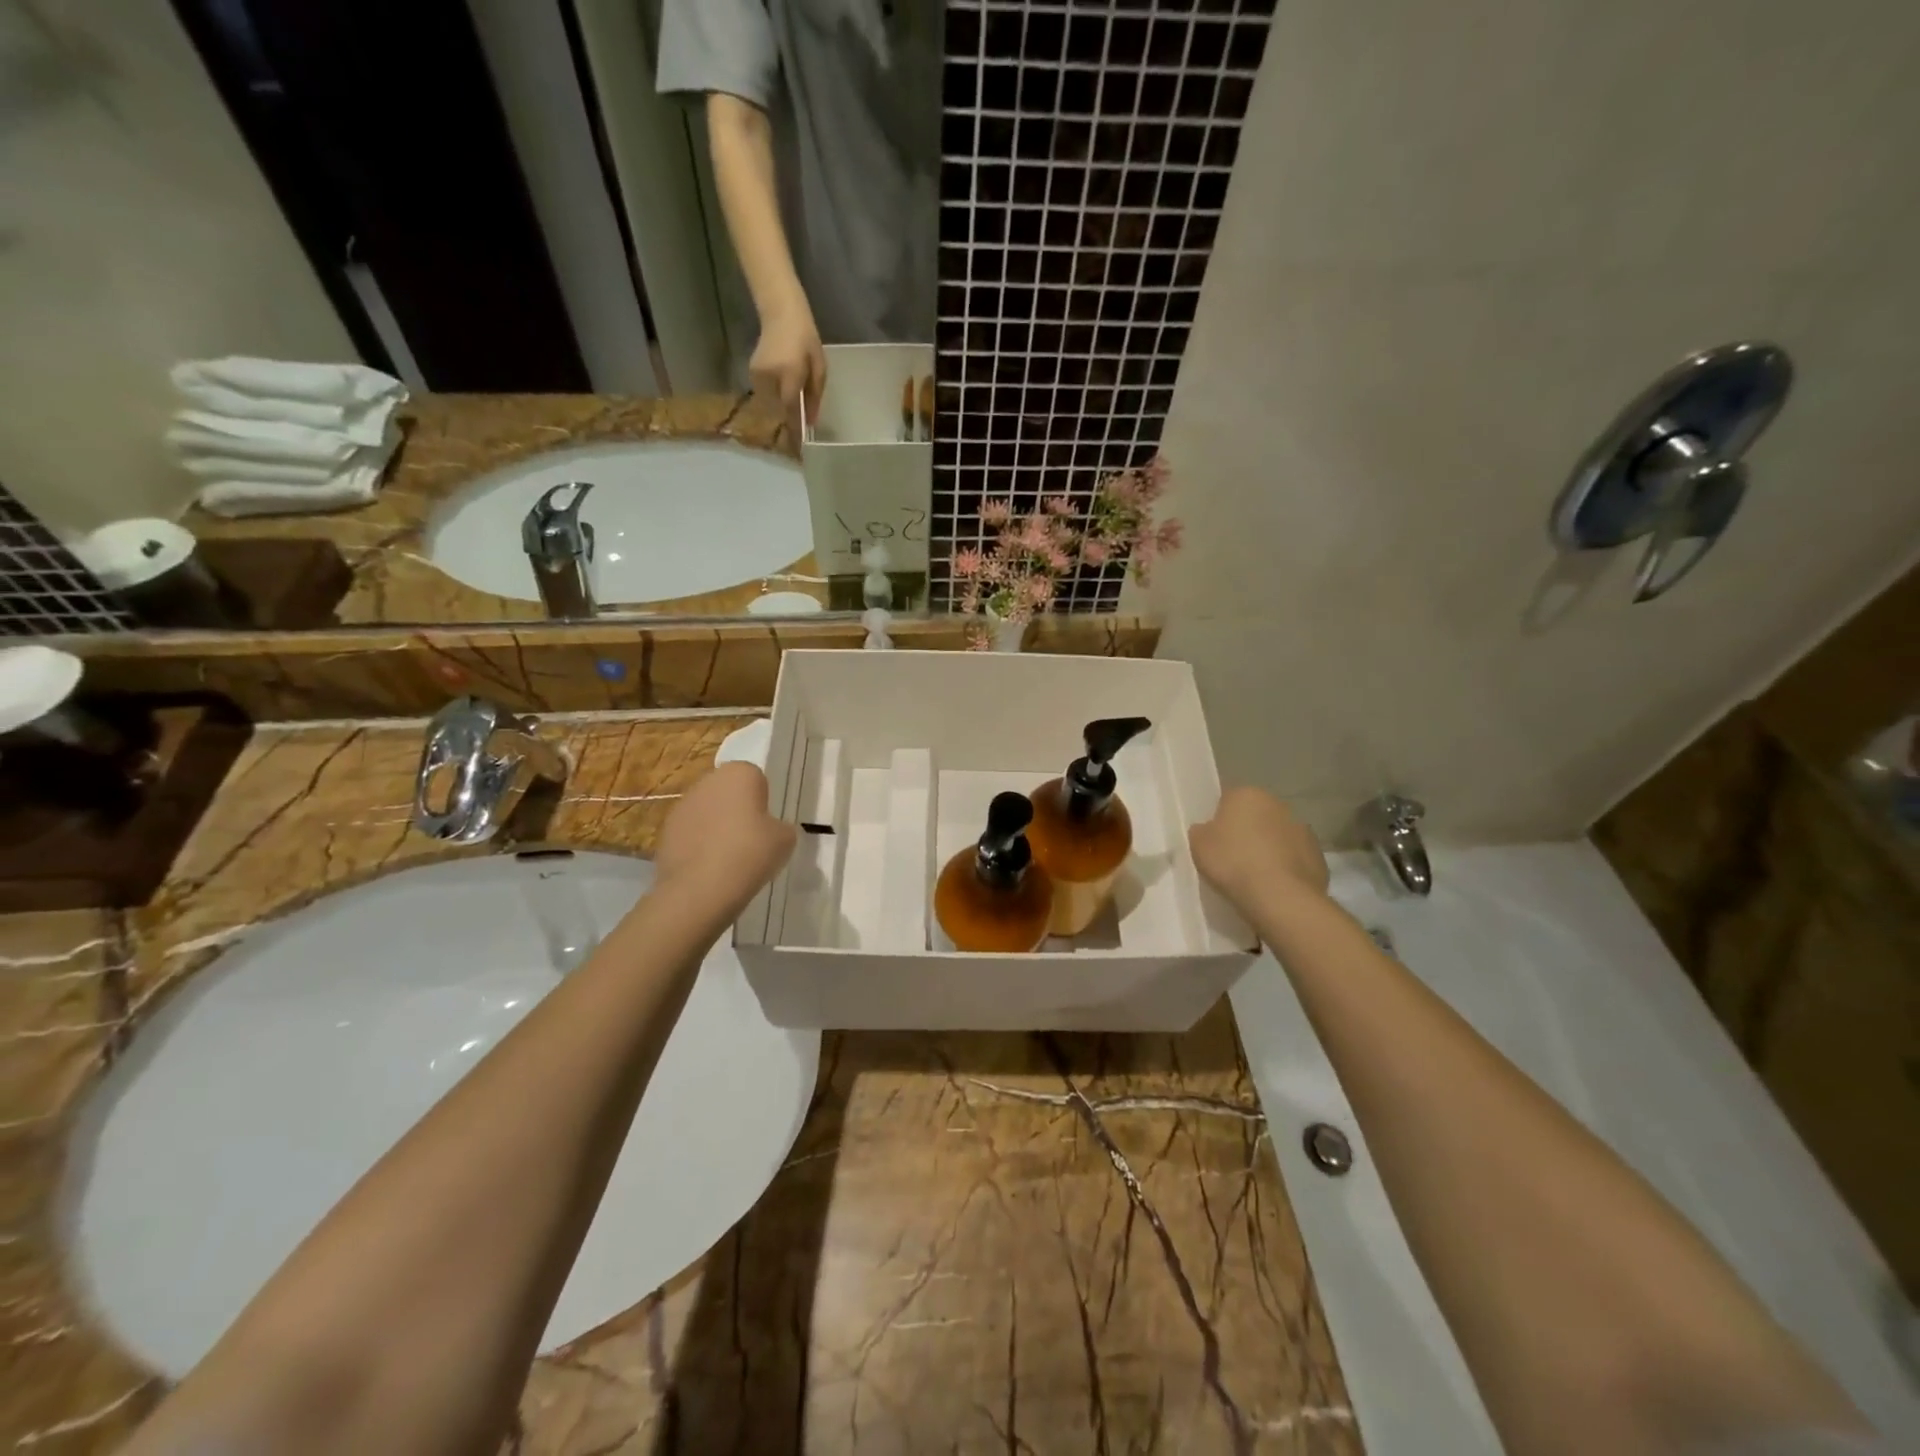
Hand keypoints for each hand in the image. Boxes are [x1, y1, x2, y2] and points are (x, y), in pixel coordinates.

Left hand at [653, 762, 796, 921]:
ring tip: (728, 858)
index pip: (756, 778)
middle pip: (728, 792)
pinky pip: (690, 832)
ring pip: (707, 811)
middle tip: (750, 840)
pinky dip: (698, 844)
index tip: (766, 825)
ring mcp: (682, 805)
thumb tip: (771, 830)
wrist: (700, 888)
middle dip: (737, 810)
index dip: (763, 801)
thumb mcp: (785, 840)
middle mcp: (708, 781)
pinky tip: (708, 868)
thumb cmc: (750, 853)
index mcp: (739, 773)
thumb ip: (780, 827)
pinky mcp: (665, 830)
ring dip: (716, 826)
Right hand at [750, 301, 826, 438]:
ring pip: (770, 405)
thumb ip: (814, 396)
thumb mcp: (818, 367)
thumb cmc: (806, 338)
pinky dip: (774, 400)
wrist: (781, 312)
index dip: (796, 428)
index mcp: (789, 373)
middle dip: (788, 421)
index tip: (800, 446)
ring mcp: (757, 375)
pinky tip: (782, 396)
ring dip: (781, 411)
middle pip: (779, 410)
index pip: (791, 409)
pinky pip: (764, 395)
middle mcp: (770, 376)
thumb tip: (811, 422)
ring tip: (792, 410)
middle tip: (798, 430)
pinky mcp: (751, 373)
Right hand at [1189, 787, 1329, 915]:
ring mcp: (1303, 829)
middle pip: (1257, 815)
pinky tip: (1274, 886)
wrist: (1279, 897)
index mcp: (1247, 794)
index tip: (1215, 841)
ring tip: (1255, 876)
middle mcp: (1278, 804)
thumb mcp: (1198, 845)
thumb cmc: (1233, 863)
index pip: (1228, 800)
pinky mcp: (1319, 855)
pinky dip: (1286, 867)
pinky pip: (1295, 858)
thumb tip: (1208, 830)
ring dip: (1269, 848)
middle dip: (1248, 831)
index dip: (1220, 820)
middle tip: (1233, 857)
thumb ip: (1202, 831)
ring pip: (1278, 836)